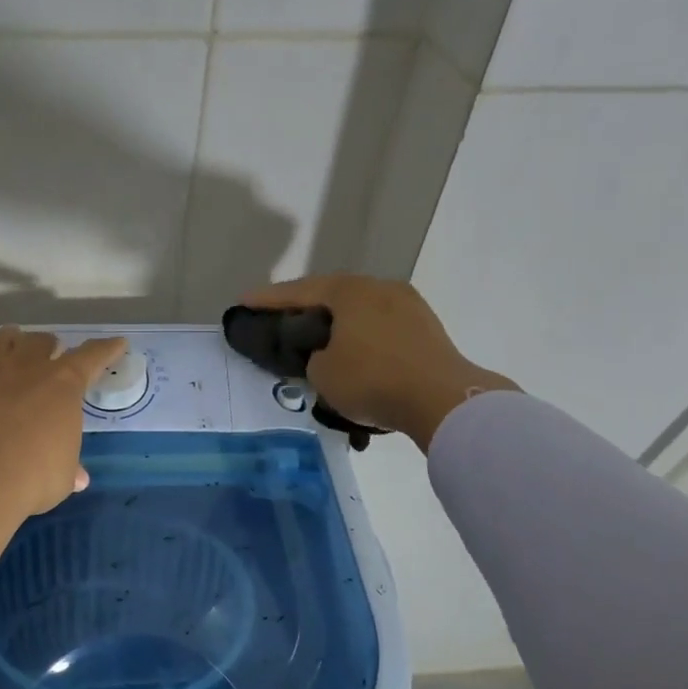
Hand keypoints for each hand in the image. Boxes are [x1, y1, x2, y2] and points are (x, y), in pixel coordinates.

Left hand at [0, 327, 126, 515]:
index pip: (90, 359)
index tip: (116, 342)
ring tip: (8, 336)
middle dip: (46, 344)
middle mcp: (24, 372)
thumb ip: (67, 470)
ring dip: (4, 339)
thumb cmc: (36, 475)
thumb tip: (77, 478)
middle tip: (50, 347)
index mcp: (62, 386)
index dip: (105, 350)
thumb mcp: (62, 476)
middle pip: (39, 344)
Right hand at [240, 274, 515, 449]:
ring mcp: (409, 307)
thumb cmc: (372, 379)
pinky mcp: (426, 331)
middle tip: (279, 319)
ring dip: (336, 325)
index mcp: (350, 291)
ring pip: (359, 312)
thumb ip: (313, 357)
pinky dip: (361, 339)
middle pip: (332, 296)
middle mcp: (380, 288)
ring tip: (316, 340)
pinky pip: (380, 329)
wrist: (443, 400)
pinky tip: (352, 355)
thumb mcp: (323, 373)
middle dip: (304, 308)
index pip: (298, 291)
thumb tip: (326, 355)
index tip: (244, 301)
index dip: (267, 299)